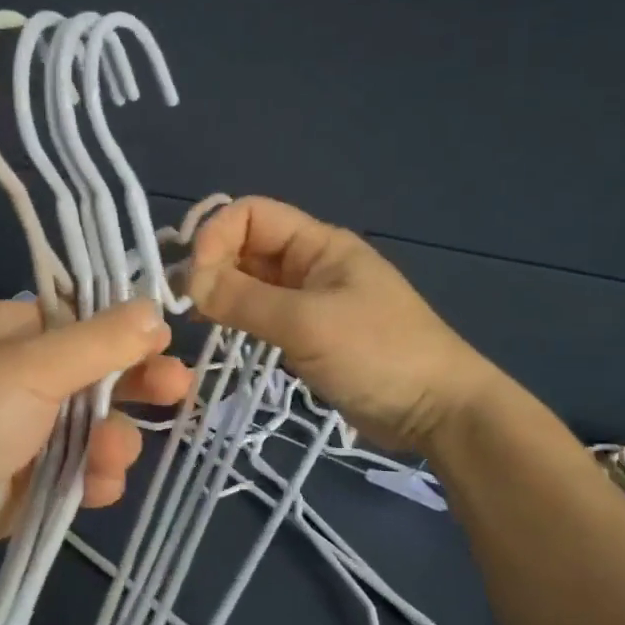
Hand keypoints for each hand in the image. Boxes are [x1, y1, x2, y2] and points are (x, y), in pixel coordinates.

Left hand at [0, 300, 191, 584]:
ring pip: (88, 429)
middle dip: (132, 384)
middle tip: (178, 391)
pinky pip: (73, 474)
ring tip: (113, 457)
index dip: (123, 331)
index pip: (78, 320)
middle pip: (90, 375)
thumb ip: (99, 342)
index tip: (164, 343)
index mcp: (5, 334)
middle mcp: (12, 379)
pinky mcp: (21, 486)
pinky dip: (91, 478)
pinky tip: (99, 488)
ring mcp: (16, 435)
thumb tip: (155, 311)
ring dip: (112, 440)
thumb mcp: (31, 367)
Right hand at [185, 196, 498, 451]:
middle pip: (247, 246)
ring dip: (222, 292)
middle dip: (213, 265)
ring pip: (252, 281)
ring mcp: (310, 299)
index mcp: (318, 244)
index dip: (216, 236)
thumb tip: (190, 283)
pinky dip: (238, 317)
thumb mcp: (307, 323)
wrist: (438, 410)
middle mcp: (311, 263)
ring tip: (196, 319)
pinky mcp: (309, 333)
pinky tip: (221, 334)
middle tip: (187, 304)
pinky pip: (263, 313)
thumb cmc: (377, 354)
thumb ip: (245, 300)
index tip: (195, 279)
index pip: (251, 214)